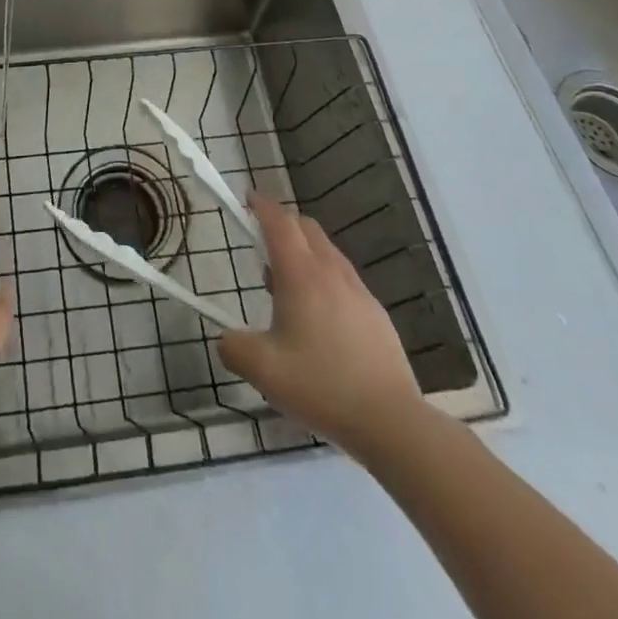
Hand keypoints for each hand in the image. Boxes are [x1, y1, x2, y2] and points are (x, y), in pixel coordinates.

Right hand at [218, 193, 422, 454]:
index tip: (247, 197)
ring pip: (326, 250)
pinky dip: (323, 275)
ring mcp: (358, 290)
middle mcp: (330, 271)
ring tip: (285, 284)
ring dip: (303, 250)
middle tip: (261, 242)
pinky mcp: (375, 312)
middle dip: (282, 223)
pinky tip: (318, 315)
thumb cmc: (321, 386)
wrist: (391, 420)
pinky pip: (342, 276)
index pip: (279, 222)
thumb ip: (234, 347)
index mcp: (300, 274)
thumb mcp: (263, 371)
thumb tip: (226, 338)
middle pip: (305, 227)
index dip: (261, 205)